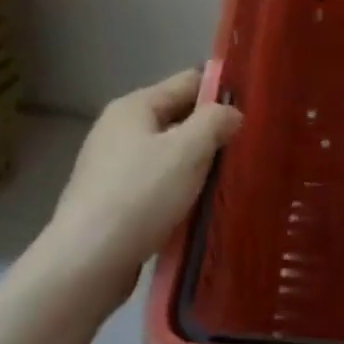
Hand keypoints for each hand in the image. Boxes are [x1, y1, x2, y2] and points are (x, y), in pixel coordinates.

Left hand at [33, 69, 241, 313]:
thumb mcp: (187, 151)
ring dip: (198, 164)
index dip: (222, 90)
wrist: (88, 262)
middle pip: (177, 117)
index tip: (256, 107)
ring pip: (169, 153)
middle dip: (211, 130)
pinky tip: (200, 205)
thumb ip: (214, 122)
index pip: (188, 82)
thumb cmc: (140, 196)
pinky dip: (179, 189)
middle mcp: (119, 129)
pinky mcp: (113, 200)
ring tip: (232, 177)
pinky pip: (157, 183)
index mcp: (134, 106)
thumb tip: (232, 112)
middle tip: (250, 147)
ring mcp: (113, 166)